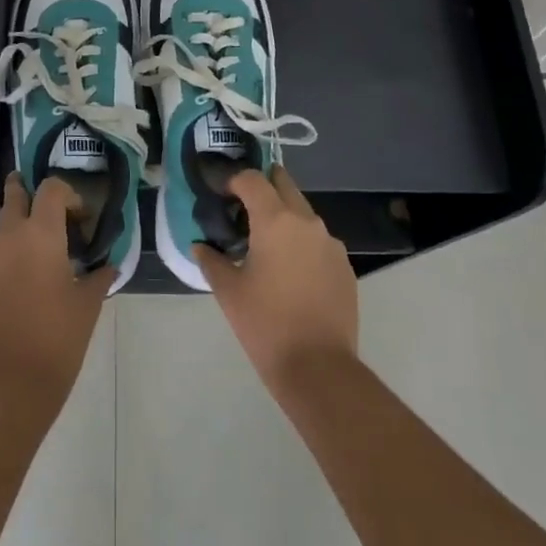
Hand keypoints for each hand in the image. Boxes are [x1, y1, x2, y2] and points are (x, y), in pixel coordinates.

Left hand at [0, 174, 111, 397]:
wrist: (9, 380)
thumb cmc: (57, 336)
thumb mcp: (88, 304)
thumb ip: (98, 277)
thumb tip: (108, 267)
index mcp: (41, 233)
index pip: (51, 189)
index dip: (68, 194)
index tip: (81, 217)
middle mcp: (9, 235)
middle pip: (14, 194)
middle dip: (28, 192)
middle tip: (48, 209)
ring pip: (1, 225)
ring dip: (18, 227)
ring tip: (40, 254)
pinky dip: (7, 254)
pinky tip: (23, 282)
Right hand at [195, 165, 357, 396]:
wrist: (318, 367)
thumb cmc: (265, 324)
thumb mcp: (228, 291)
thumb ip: (211, 260)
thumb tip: (201, 246)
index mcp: (276, 221)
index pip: (253, 179)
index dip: (234, 179)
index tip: (221, 193)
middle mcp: (307, 222)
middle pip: (284, 185)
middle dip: (262, 188)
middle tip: (241, 208)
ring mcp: (331, 244)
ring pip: (303, 213)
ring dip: (283, 216)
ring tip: (263, 244)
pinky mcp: (344, 266)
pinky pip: (318, 241)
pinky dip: (301, 243)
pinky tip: (289, 271)